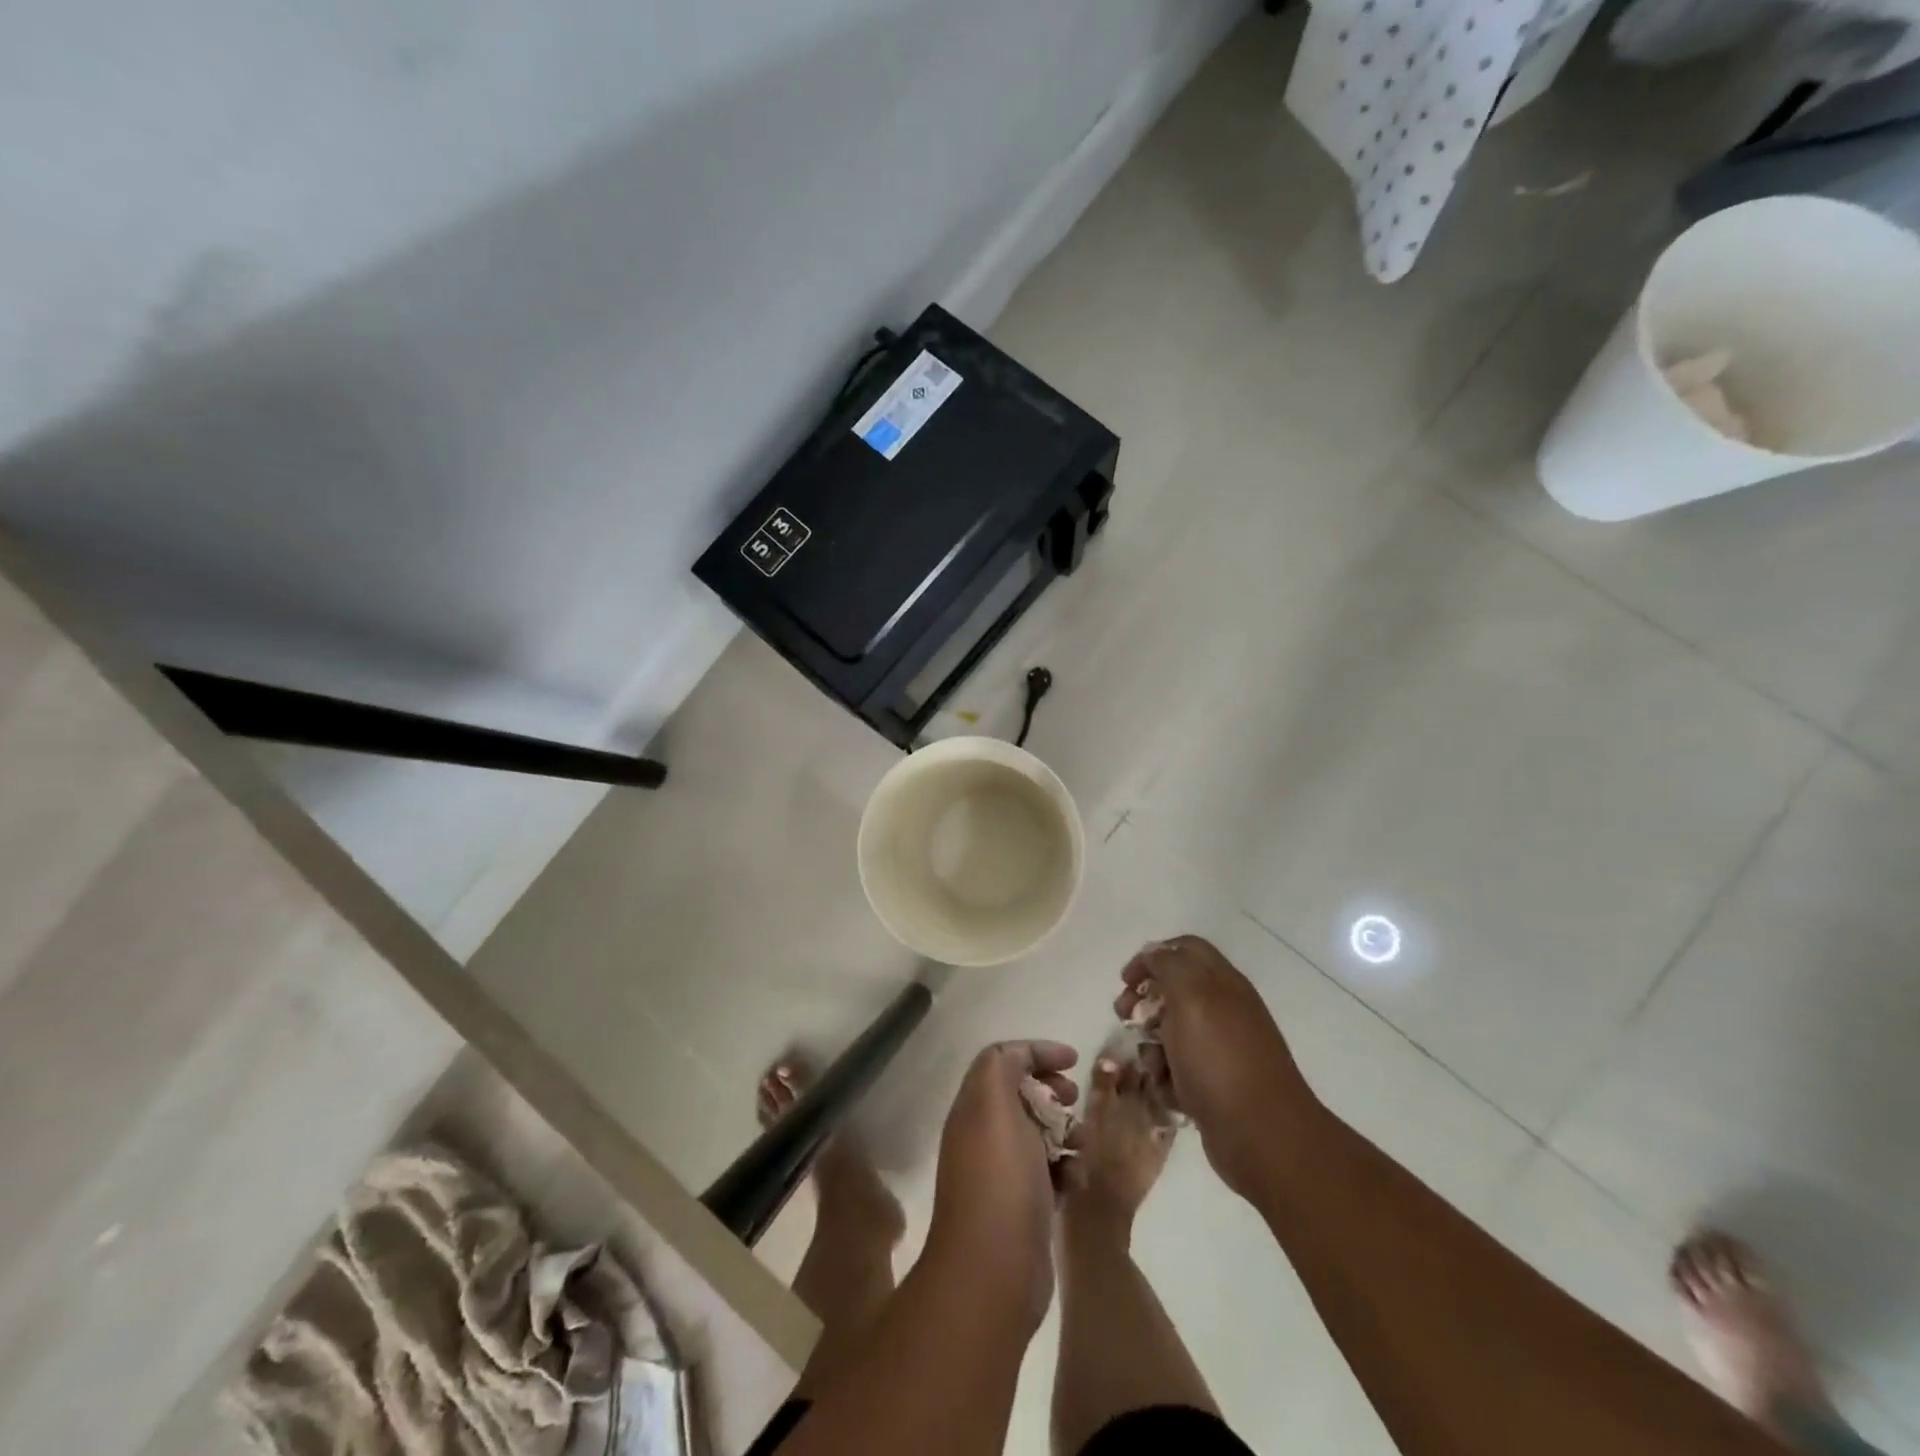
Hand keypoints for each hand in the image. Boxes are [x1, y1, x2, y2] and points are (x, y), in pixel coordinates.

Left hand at [926, 1041, 1078, 1329]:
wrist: (993, 1272)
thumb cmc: (999, 1178)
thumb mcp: (995, 1105)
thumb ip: (1002, 1066)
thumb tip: (1020, 1057)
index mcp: (974, 1107)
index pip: (1003, 1060)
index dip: (1037, 1052)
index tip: (1073, 1060)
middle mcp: (984, 1135)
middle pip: (1022, 1095)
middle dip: (1053, 1091)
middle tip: (1075, 1100)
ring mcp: (1003, 1173)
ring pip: (1040, 1134)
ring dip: (1066, 1131)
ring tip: (1083, 1143)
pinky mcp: (1024, 1208)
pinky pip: (1050, 1173)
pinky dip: (1067, 1169)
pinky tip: (1077, 1180)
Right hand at [1116, 935, 1323, 1197]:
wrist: (1262, 1135)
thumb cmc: (1220, 1058)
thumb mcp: (1190, 996)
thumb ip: (1169, 965)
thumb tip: (1154, 955)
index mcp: (1222, 982)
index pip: (1184, 949)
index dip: (1151, 957)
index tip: (1126, 981)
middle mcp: (1225, 1010)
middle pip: (1174, 990)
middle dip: (1144, 1002)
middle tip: (1125, 1017)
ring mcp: (1222, 1049)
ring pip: (1173, 1033)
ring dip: (1151, 1044)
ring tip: (1149, 1063)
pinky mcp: (1216, 1085)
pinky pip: (1180, 1070)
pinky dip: (1167, 1076)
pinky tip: (1166, 1090)